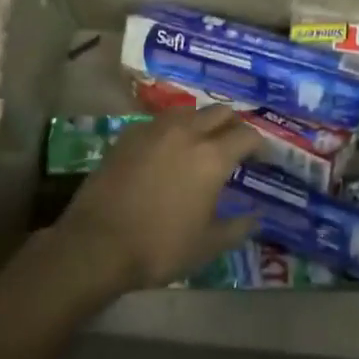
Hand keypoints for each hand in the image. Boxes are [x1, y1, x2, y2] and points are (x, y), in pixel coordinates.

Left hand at [52, 108, 259, 292]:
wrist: (96, 245)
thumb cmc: (159, 247)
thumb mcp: (207, 245)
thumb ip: (237, 227)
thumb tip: (256, 217)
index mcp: (212, 156)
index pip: (247, 135)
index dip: (260, 145)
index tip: (261, 158)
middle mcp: (187, 132)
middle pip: (220, 112)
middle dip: (233, 125)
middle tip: (234, 146)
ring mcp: (154, 129)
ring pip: (189, 111)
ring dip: (202, 122)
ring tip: (201, 143)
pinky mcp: (128, 135)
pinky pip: (160, 122)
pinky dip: (173, 130)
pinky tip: (168, 149)